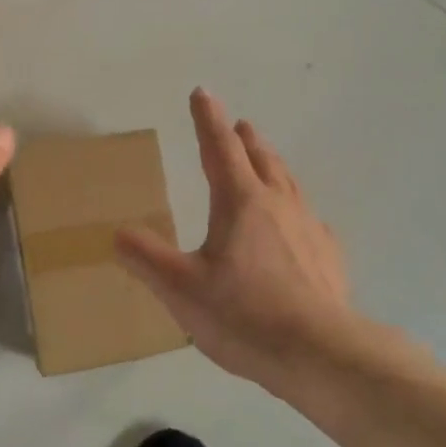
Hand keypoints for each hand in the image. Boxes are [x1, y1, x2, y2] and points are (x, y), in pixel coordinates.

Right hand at [116, 89, 356, 395]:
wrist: (321, 354)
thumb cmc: (244, 315)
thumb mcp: (180, 289)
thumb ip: (146, 258)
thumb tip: (117, 233)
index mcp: (239, 202)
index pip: (219, 148)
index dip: (207, 119)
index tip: (202, 92)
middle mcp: (277, 204)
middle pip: (260, 159)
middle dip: (245, 139)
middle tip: (239, 125)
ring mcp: (309, 228)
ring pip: (288, 183)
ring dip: (272, 165)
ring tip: (266, 161)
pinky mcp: (328, 257)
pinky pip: (310, 220)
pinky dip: (297, 209)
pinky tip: (301, 225)